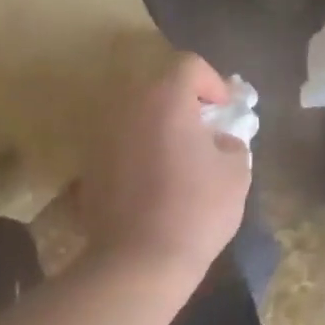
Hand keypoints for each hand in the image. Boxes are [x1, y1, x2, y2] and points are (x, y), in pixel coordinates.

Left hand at [79, 53, 250, 281]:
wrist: (140, 259)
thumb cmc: (197, 209)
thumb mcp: (236, 173)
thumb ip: (232, 144)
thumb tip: (220, 141)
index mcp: (165, 98)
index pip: (188, 65)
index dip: (212, 82)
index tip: (224, 110)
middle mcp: (127, 106)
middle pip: (157, 86)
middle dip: (182, 101)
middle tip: (202, 128)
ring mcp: (101, 135)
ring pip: (135, 114)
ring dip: (157, 125)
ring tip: (177, 154)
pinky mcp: (88, 165)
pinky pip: (119, 142)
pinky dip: (137, 149)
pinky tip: (152, 179)